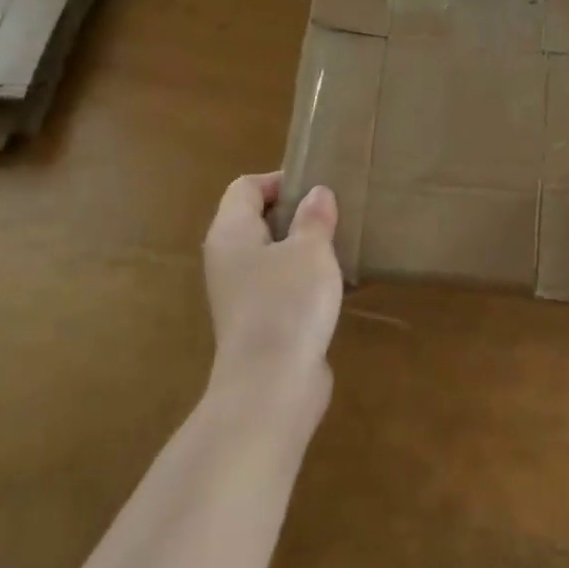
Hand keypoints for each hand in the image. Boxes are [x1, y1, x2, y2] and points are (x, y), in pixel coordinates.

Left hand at [202, 173, 342, 401]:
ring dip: (303, 248)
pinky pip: (280, 285)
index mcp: (230, 232)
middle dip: (296, 213)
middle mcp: (227, 259)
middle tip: (335, 214)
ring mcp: (240, 294)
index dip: (280, 180)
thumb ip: (314, 217)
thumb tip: (317, 194)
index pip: (246, 187)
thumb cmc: (288, 304)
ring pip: (271, 254)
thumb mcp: (310, 250)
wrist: (271, 387)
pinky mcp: (258, 321)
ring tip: (340, 245)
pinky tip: (335, 285)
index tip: (318, 189)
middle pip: (257, 219)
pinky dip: (304, 279)